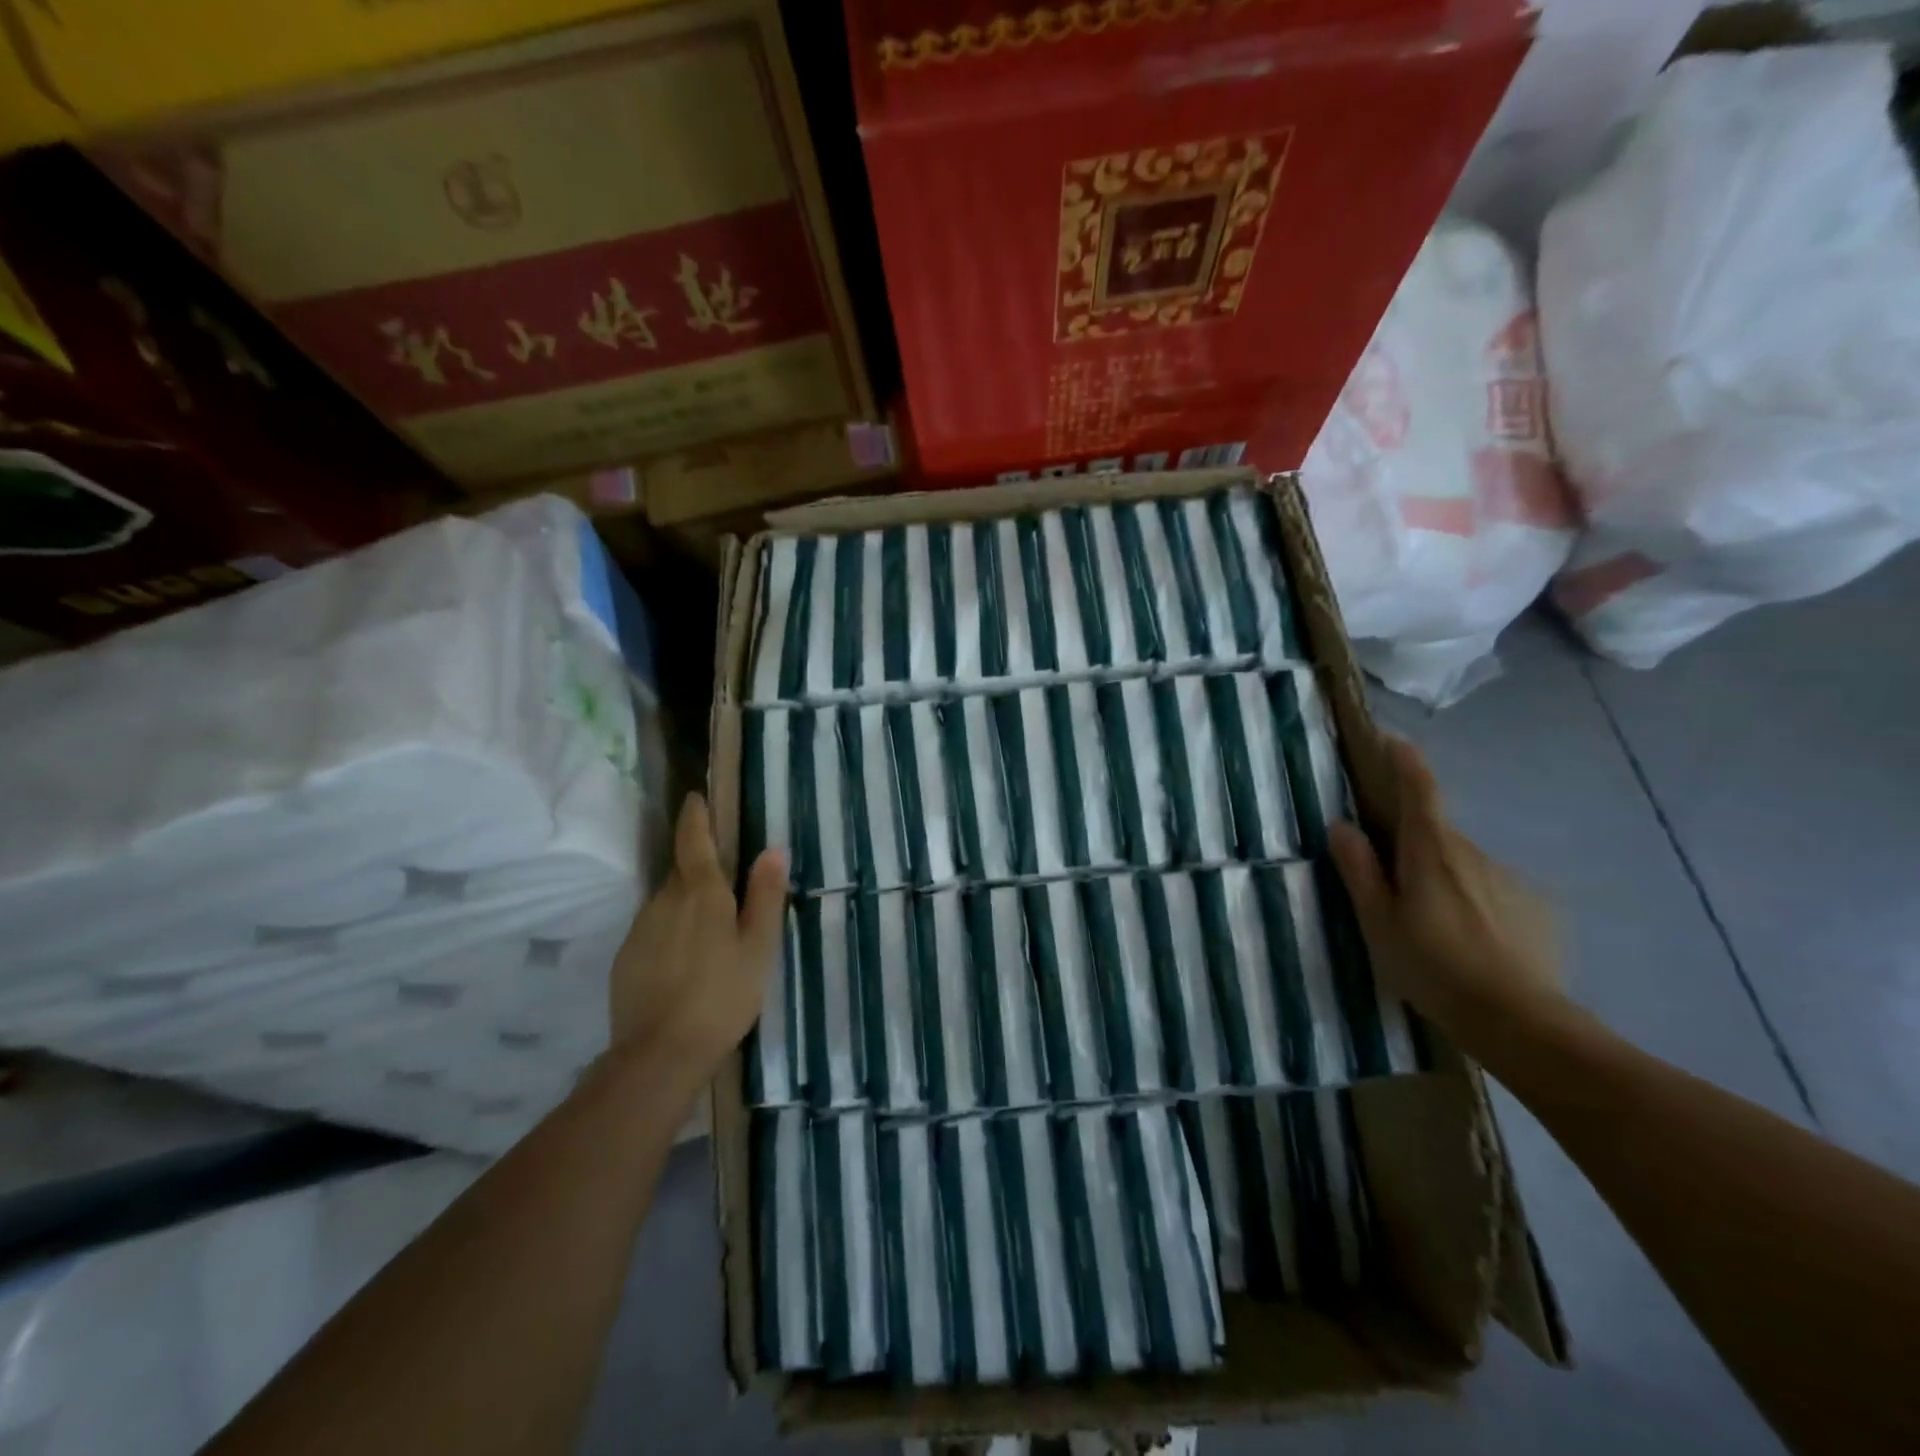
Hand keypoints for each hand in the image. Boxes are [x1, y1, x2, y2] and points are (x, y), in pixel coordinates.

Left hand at [609, 794, 786, 1087]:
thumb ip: (765, 896)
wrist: (659, 1054)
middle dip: (699, 866)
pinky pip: (654, 929)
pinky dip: (671, 932)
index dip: (695, 816)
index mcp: (701, 892)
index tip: (695, 797)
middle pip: (682, 871)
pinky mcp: (627, 957)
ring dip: (686, 903)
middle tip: (725, 880)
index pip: (694, 840)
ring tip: (710, 929)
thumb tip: (773, 848)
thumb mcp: (758, 947)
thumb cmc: (722, 995)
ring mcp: (641, 928)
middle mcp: (665, 900)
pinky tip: (686, 960)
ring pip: (667, 902)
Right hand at [1328, 736, 1561, 1039]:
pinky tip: (1469, 944)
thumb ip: (1359, 870)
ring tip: (1431, 929)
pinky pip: (1491, 892)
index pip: (1420, 790)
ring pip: (1463, 866)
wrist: (1519, 1021)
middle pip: (1436, 833)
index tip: (1395, 741)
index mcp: (1431, 850)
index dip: (1407, 762)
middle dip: (1413, 846)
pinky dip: (1474, 904)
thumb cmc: (1433, 966)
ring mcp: (1509, 880)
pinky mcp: (1536, 909)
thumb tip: (1342, 826)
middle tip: (1392, 884)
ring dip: (1443, 880)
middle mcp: (1473, 853)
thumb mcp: (1378, 921)